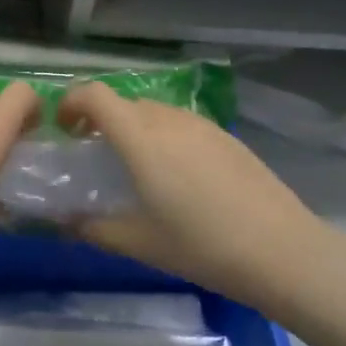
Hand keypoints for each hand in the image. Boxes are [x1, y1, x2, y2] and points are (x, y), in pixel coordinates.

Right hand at [59, 83, 318, 311]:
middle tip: (96, 154)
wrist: (282, 250)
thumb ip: (94, 228)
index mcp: (140, 137)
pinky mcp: (226, 136)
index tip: (64, 130)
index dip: (71, 102)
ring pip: (154, 111)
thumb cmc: (201, 245)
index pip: (95, 94)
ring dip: (134, 127)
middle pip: (123, 102)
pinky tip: (179, 177)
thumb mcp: (139, 243)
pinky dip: (164, 136)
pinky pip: (181, 123)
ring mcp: (201, 125)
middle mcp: (168, 119)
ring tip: (138, 166)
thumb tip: (63, 220)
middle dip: (101, 119)